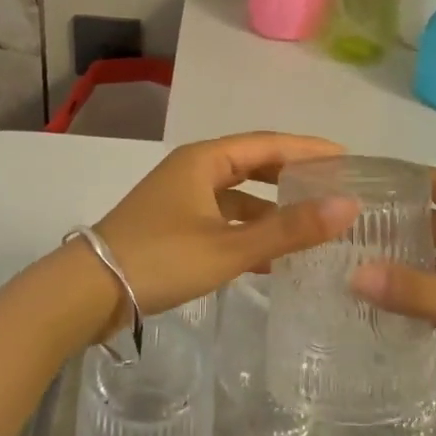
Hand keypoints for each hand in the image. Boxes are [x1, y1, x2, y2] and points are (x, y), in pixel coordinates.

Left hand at [87, 132, 358, 335]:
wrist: (87, 292)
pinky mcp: (173, 226)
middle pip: (254, 165)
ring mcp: (181, 198)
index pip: (269, 144)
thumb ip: (288, 229)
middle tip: (334, 187)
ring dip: (272, 208)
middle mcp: (193, 170)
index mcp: (205, 160)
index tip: (348, 158)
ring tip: (312, 224)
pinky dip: (249, 232)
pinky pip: (223, 220)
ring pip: (238, 196)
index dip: (309, 149)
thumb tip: (348, 206)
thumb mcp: (229, 246)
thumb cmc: (160, 258)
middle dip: (293, 175)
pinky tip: (272, 258)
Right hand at [351, 169, 435, 435]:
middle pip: (434, 225)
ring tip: (350, 268)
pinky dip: (421, 299)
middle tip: (337, 233)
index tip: (351, 182)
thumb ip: (422, 294)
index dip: (399, 179)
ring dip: (404, 265)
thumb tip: (354, 274)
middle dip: (392, 225)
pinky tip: (386, 311)